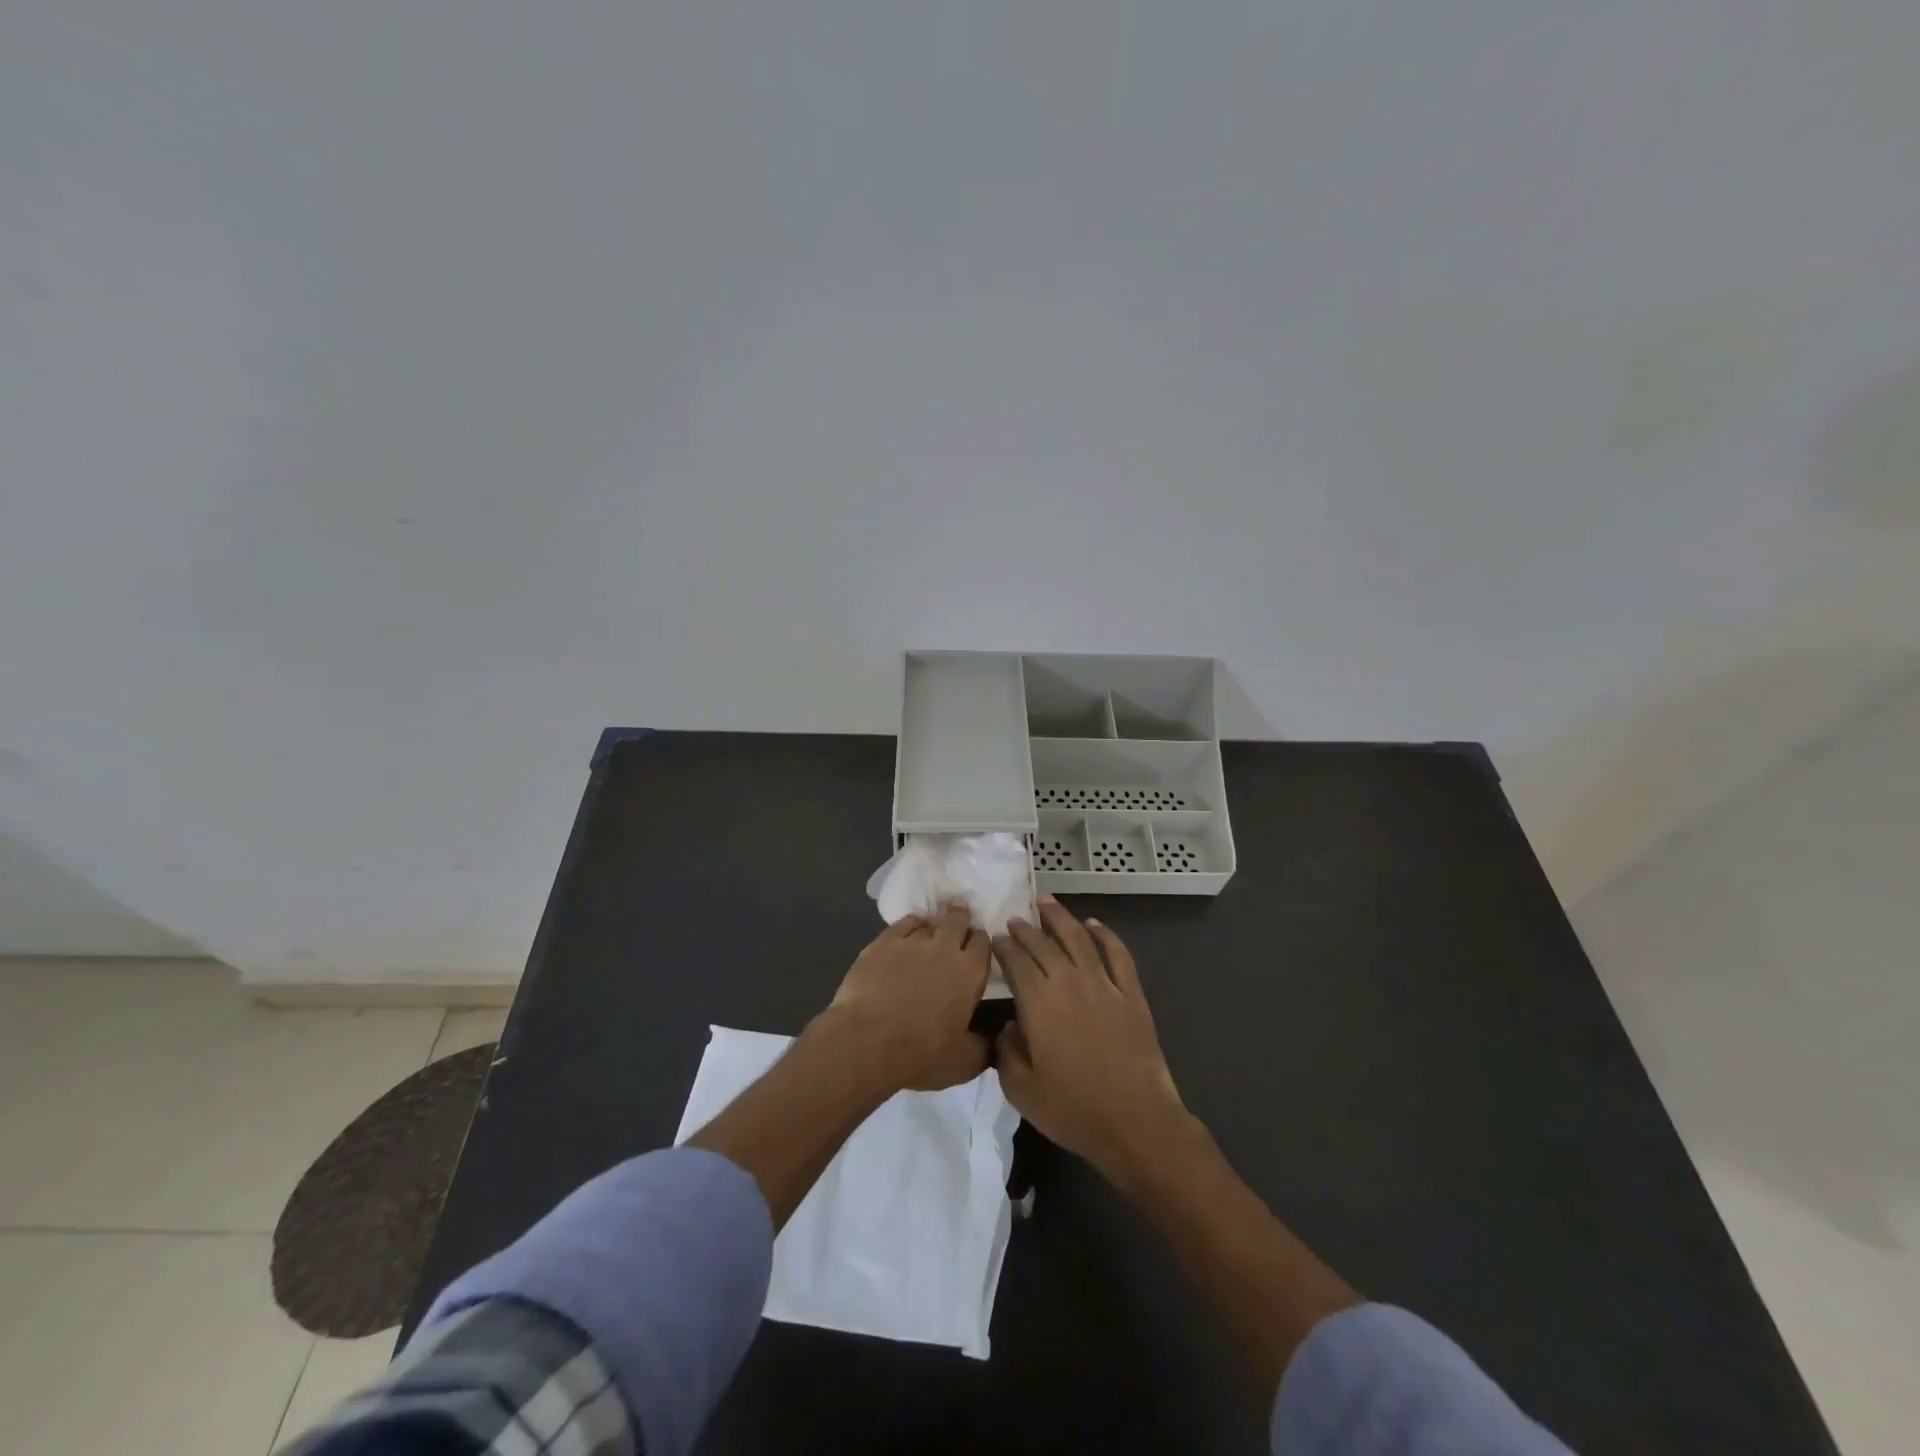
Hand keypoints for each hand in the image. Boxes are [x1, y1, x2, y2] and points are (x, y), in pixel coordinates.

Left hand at [825, 906, 992, 1092]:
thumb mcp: (964, 1063)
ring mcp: (912, 941)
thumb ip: (984, 1047)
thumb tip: (996, 1040)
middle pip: (958, 920)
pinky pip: (904, 923)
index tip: (978, 946)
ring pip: (930, 922)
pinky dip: (912, 923)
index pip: (983, 943)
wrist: (866, 1041)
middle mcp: (945, 948)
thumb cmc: (920, 1053)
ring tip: (933, 928)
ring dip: (935, 924)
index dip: (981, 942)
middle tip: (960, 920)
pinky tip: (911, 928)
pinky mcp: (883, 942)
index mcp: (969, 972)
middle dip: (961, 918)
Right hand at [993, 899, 1190, 1180]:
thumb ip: (1006, 1052)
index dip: (1004, 947)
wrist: (1135, 1122)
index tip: (996, 938)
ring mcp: (1104, 985)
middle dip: (1026, 929)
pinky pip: (1118, 954)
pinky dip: (1105, 934)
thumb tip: (1007, 1027)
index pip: (1016, 962)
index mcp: (1039, 1003)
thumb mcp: (1021, 1089)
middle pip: (1044, 945)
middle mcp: (1069, 982)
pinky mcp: (1131, 994)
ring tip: (1047, 902)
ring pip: (1079, 938)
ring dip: (1060, 917)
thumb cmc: (1073, 1110)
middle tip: (1015, 919)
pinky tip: (1094, 924)